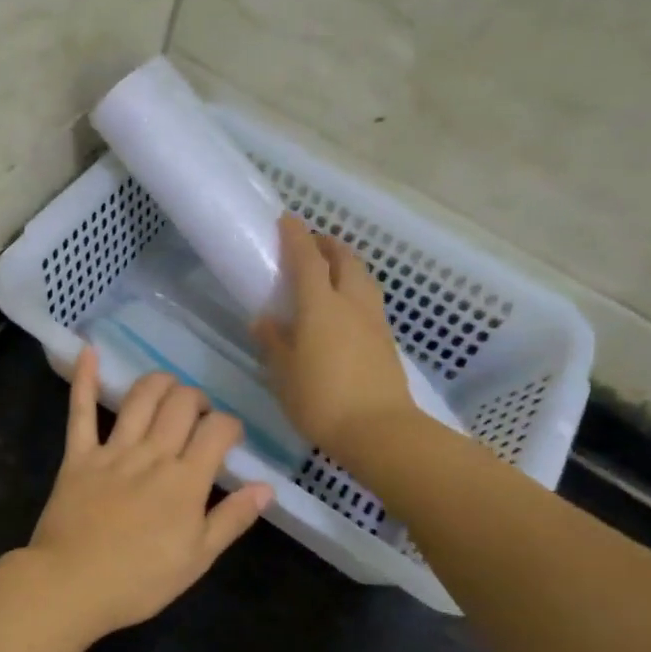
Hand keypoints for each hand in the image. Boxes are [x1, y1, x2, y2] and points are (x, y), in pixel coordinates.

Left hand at [26, 347, 272, 639]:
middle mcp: (152, 454)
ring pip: (140, 398)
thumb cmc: (139, 581)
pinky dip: (85, 380)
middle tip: (198, 416)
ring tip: (168, 389)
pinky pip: (81, 412)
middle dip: (197, 399)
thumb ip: (232, 519)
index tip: (231, 437)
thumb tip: (266, 487)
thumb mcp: (197, 559)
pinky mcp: (79, 456)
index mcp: (186, 480)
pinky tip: (89, 351)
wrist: (71, 586)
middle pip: (181, 404)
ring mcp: (113, 451)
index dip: (230, 425)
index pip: (217, 430)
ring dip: (159, 383)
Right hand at [253, 214, 413, 459]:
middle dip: (327, 244)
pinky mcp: (386, 340)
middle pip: (344, 259)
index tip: (286, 220)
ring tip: (329, 272)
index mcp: (320, 305)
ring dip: (345, 265)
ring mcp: (373, 321)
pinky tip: (344, 309)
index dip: (296, 236)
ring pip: (362, 278)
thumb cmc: (321, 399)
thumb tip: (264, 320)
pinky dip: (355, 290)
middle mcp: (351, 303)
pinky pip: (368, 300)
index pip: (307, 258)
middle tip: (309, 245)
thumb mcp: (284, 373)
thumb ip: (273, 342)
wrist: (379, 431)